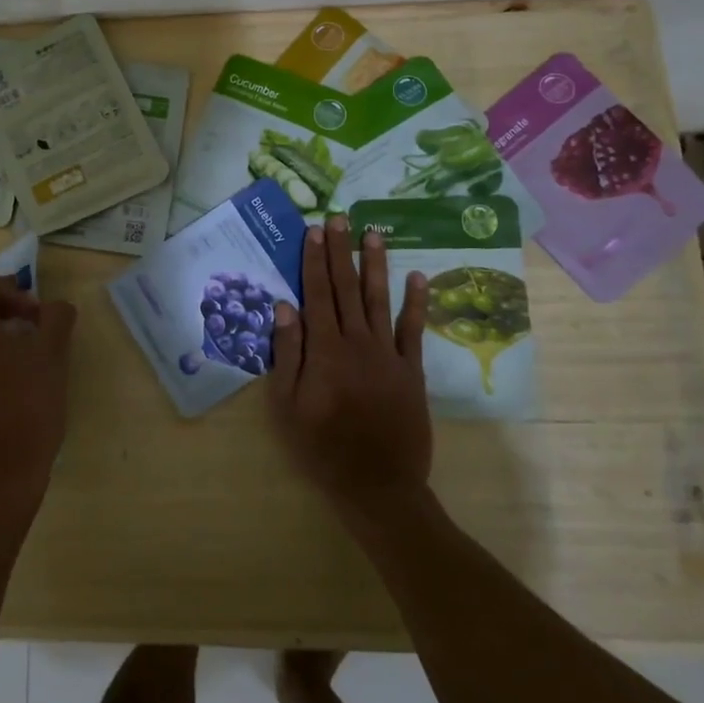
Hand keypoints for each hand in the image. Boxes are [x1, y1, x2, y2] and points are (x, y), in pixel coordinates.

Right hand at [266, 216, 432, 518]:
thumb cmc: (321, 447)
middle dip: (342, 251)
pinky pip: (414, 330)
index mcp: (325, 350)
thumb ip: (287, 353)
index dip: (314, 260)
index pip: (317, 293)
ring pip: (379, 299)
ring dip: (376, 264)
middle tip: (340, 218)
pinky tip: (418, 278)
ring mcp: (388, 354)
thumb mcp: (286, 406)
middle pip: (346, 288)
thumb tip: (285, 306)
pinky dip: (416, 303)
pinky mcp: (411, 370)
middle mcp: (357, 342)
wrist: (377, 485)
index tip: (314, 230)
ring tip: (374, 233)